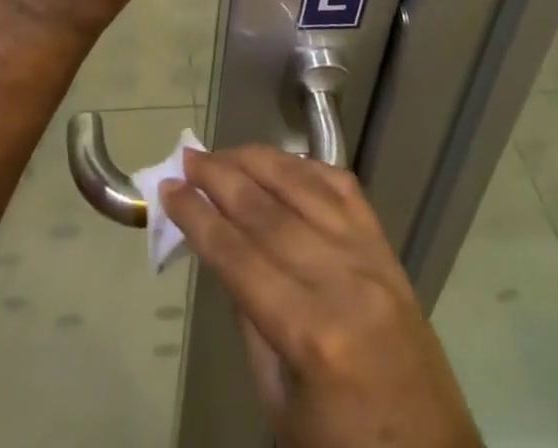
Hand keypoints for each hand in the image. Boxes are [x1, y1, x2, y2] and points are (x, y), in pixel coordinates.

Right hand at [162, 146, 480, 447]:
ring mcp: (371, 258)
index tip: (168, 189)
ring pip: (305, 186)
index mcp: (312, 333)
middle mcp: (343, 280)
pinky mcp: (389, 251)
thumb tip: (224, 250)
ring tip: (223, 152)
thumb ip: (251, 322)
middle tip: (187, 158)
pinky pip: (344, 189)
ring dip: (258, 161)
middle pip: (268, 210)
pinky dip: (307, 168)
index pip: (239, 255)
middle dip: (221, 178)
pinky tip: (281, 161)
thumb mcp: (280, 406)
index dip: (198, 217)